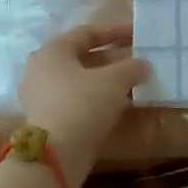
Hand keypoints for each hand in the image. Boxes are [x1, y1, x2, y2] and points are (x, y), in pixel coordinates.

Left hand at [19, 23, 150, 177]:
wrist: (56, 156)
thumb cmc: (82, 104)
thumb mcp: (114, 80)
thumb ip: (132, 67)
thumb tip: (144, 65)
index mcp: (53, 52)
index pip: (87, 33)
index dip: (115, 31)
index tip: (138, 33)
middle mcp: (43, 70)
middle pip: (85, 58)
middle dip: (115, 58)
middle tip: (140, 59)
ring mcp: (44, 97)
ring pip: (84, 81)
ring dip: (110, 81)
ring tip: (137, 82)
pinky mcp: (51, 120)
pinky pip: (80, 101)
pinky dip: (101, 99)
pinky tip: (124, 104)